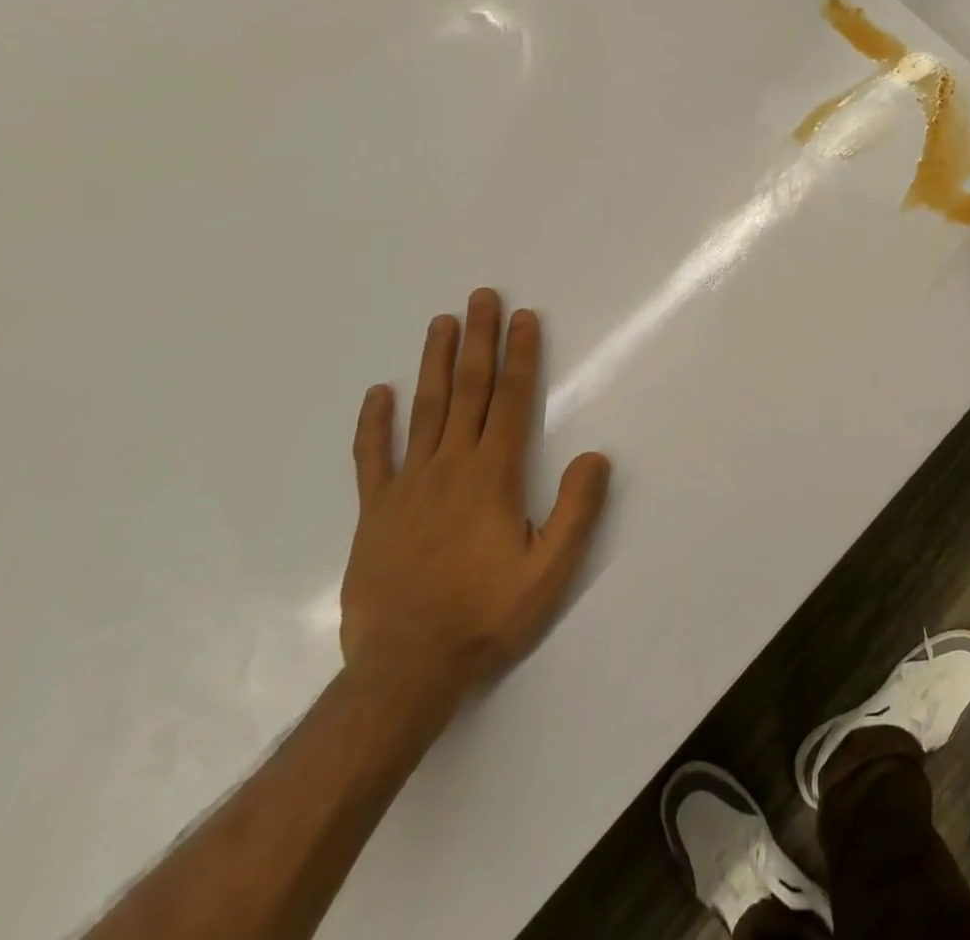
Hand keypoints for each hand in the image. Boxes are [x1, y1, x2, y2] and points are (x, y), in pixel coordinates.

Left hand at [340, 289, 609, 708]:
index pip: (510, 401)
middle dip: (478, 340)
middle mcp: (450, 467)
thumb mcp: (550, 570)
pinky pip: (373, 457)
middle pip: (467, 391)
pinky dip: (375, 423)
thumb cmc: (486, 616)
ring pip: (424, 410)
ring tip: (441, 322)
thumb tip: (595, 456)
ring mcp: (407, 487)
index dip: (520, 356)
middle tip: (481, 297)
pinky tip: (379, 393)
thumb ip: (576, 510)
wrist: (405, 671)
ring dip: (434, 363)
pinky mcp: (375, 512)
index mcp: (493, 476)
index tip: (524, 318)